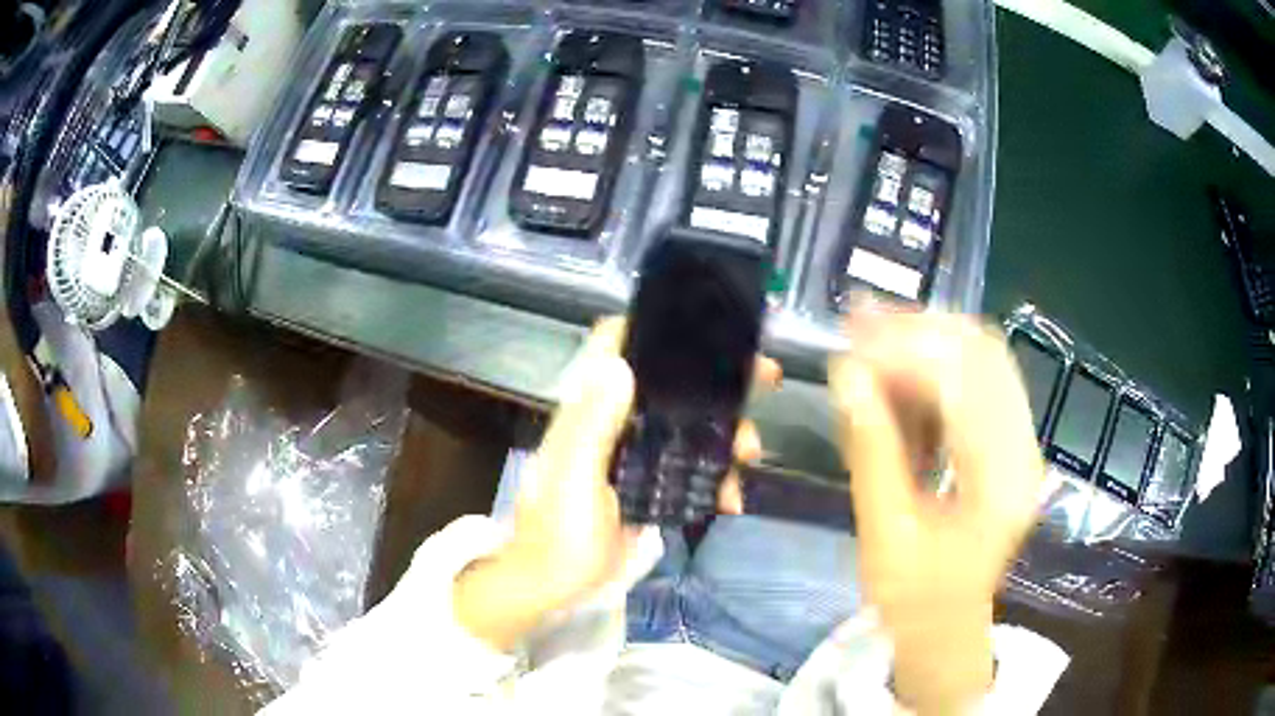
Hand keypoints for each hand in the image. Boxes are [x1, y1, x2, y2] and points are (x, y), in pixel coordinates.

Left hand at [455, 318, 777, 649]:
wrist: (555, 585)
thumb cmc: (558, 530)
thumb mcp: (574, 476)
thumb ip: (592, 424)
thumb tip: (620, 362)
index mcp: (592, 409)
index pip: (619, 347)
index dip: (658, 327)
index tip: (706, 326)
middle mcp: (618, 422)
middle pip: (673, 385)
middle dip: (720, 381)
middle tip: (766, 379)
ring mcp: (639, 455)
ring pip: (693, 427)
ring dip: (728, 435)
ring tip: (750, 455)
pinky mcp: (654, 486)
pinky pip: (696, 469)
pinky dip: (718, 479)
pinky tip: (731, 500)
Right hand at [829, 307, 1042, 713]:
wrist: (947, 626)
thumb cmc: (914, 597)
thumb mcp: (885, 532)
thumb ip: (872, 451)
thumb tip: (847, 374)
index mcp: (1001, 481)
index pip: (963, 383)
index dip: (906, 348)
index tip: (852, 337)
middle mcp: (1024, 450)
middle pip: (984, 354)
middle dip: (920, 330)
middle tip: (861, 321)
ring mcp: (1022, 443)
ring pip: (983, 360)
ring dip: (928, 343)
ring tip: (873, 340)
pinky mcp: (1010, 444)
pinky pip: (979, 384)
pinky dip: (937, 370)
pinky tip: (900, 376)